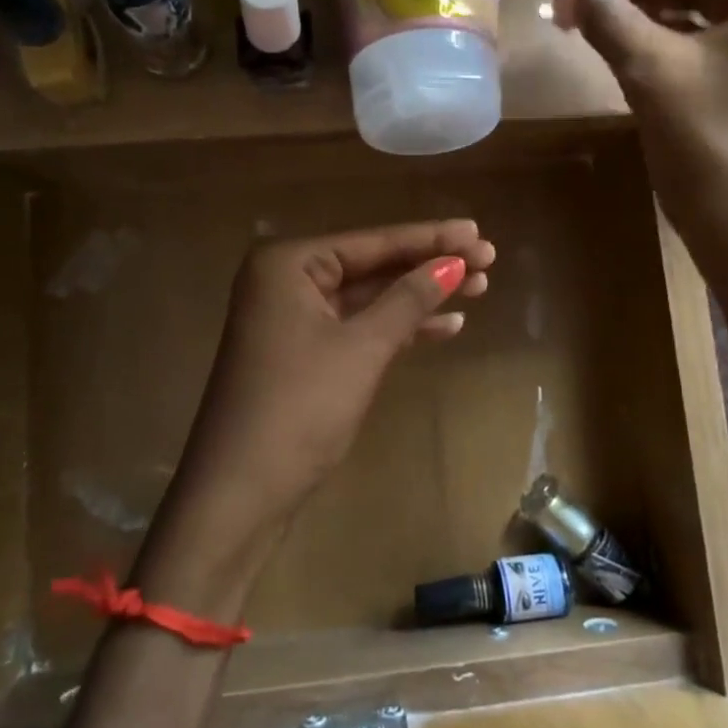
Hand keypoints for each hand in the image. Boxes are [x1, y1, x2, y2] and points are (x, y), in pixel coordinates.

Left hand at [152, 221, 494, 594]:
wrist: (238, 495)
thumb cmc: (299, 408)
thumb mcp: (361, 348)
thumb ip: (408, 300)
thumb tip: (454, 263)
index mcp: (288, 264)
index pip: (372, 242)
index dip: (430, 238)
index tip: (478, 231)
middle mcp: (286, 281)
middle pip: (372, 266)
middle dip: (429, 265)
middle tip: (489, 259)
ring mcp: (293, 320)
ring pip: (369, 298)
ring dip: (420, 296)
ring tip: (480, 289)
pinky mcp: (304, 355)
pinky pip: (358, 328)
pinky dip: (398, 328)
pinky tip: (446, 326)